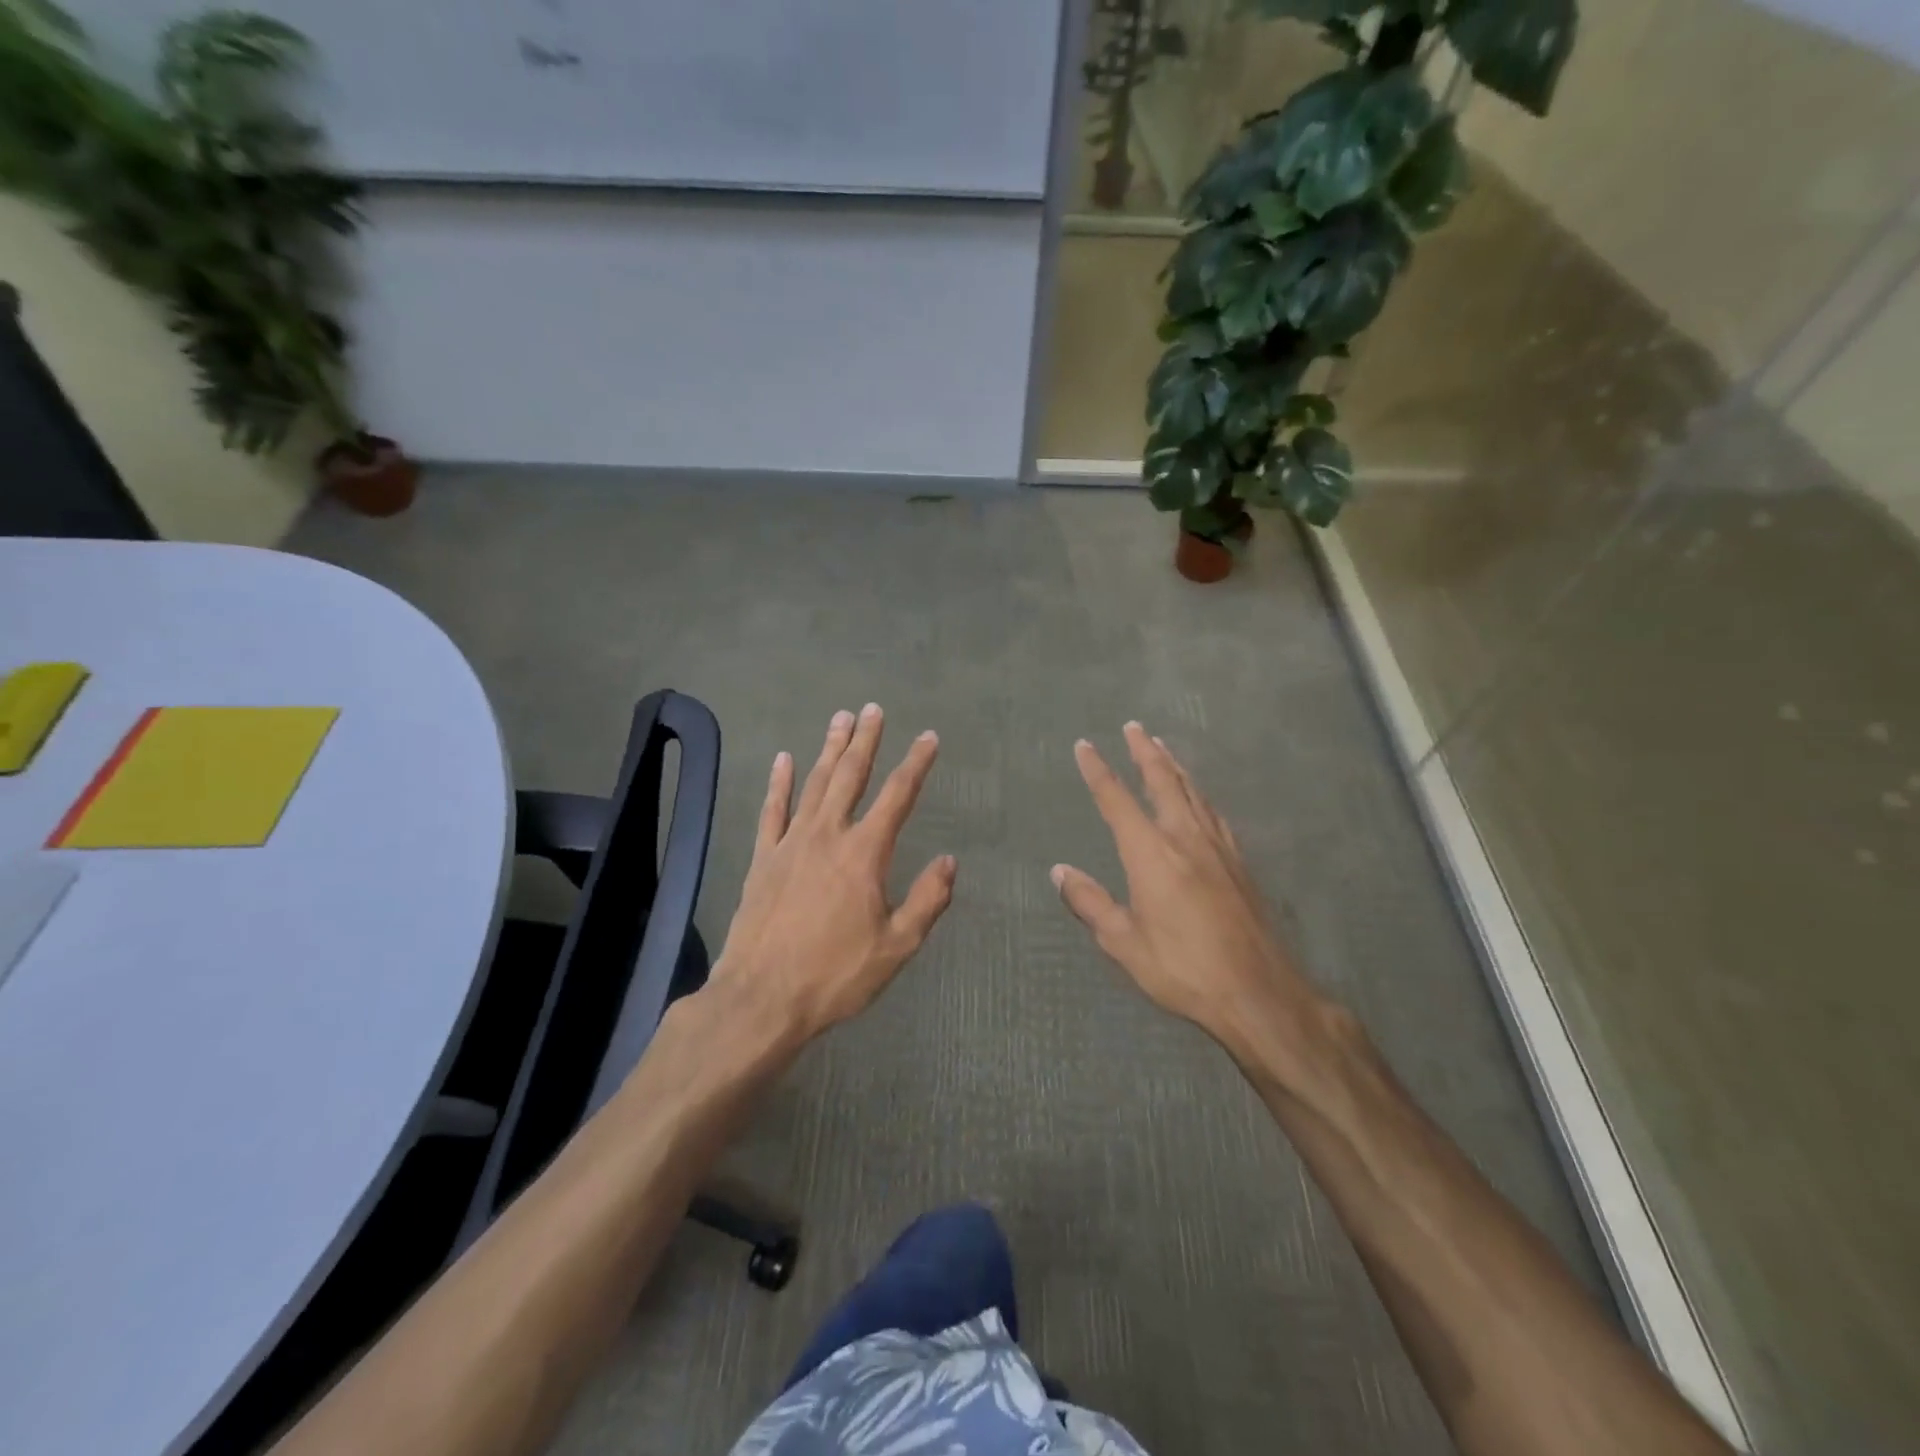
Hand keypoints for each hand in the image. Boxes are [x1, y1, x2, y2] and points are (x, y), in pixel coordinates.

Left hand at [709, 704, 956, 1044]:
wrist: (761, 998)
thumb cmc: (835, 976)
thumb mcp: (896, 947)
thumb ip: (926, 901)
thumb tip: (949, 861)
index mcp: (864, 854)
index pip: (898, 796)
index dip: (916, 764)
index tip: (929, 738)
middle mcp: (828, 835)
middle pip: (850, 776)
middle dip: (865, 740)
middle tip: (873, 709)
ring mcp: (790, 843)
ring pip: (813, 784)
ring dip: (829, 749)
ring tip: (840, 719)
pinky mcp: (763, 859)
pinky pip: (772, 810)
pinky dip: (779, 783)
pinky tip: (784, 759)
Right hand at [1052, 722, 1337, 1085]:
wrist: (1259, 991)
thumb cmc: (1183, 969)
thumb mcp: (1124, 943)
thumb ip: (1090, 903)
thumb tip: (1059, 870)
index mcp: (1151, 854)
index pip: (1118, 800)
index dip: (1098, 771)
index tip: (1085, 746)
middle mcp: (1185, 839)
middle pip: (1163, 782)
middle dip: (1145, 752)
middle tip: (1134, 727)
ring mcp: (1218, 848)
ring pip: (1193, 792)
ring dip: (1175, 766)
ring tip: (1163, 748)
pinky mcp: (1239, 864)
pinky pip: (1214, 814)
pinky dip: (1200, 795)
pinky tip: (1201, 798)